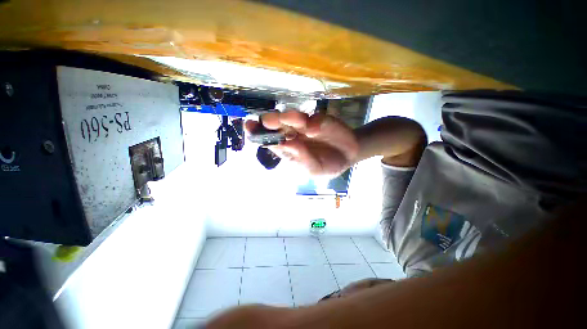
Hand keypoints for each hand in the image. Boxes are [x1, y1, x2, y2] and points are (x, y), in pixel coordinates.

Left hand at [245, 111, 358, 175]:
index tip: (250, 127)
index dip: (259, 134)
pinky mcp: (319, 119)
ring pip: (293, 119)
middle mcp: (294, 136)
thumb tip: (288, 144)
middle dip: (271, 122)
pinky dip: (312, 122)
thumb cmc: (329, 165)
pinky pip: (313, 119)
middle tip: (267, 121)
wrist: (348, 154)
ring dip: (288, 118)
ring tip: (284, 119)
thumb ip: (302, 159)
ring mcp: (306, 127)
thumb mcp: (314, 170)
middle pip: (278, 127)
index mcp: (289, 149)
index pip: (270, 141)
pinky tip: (312, 128)